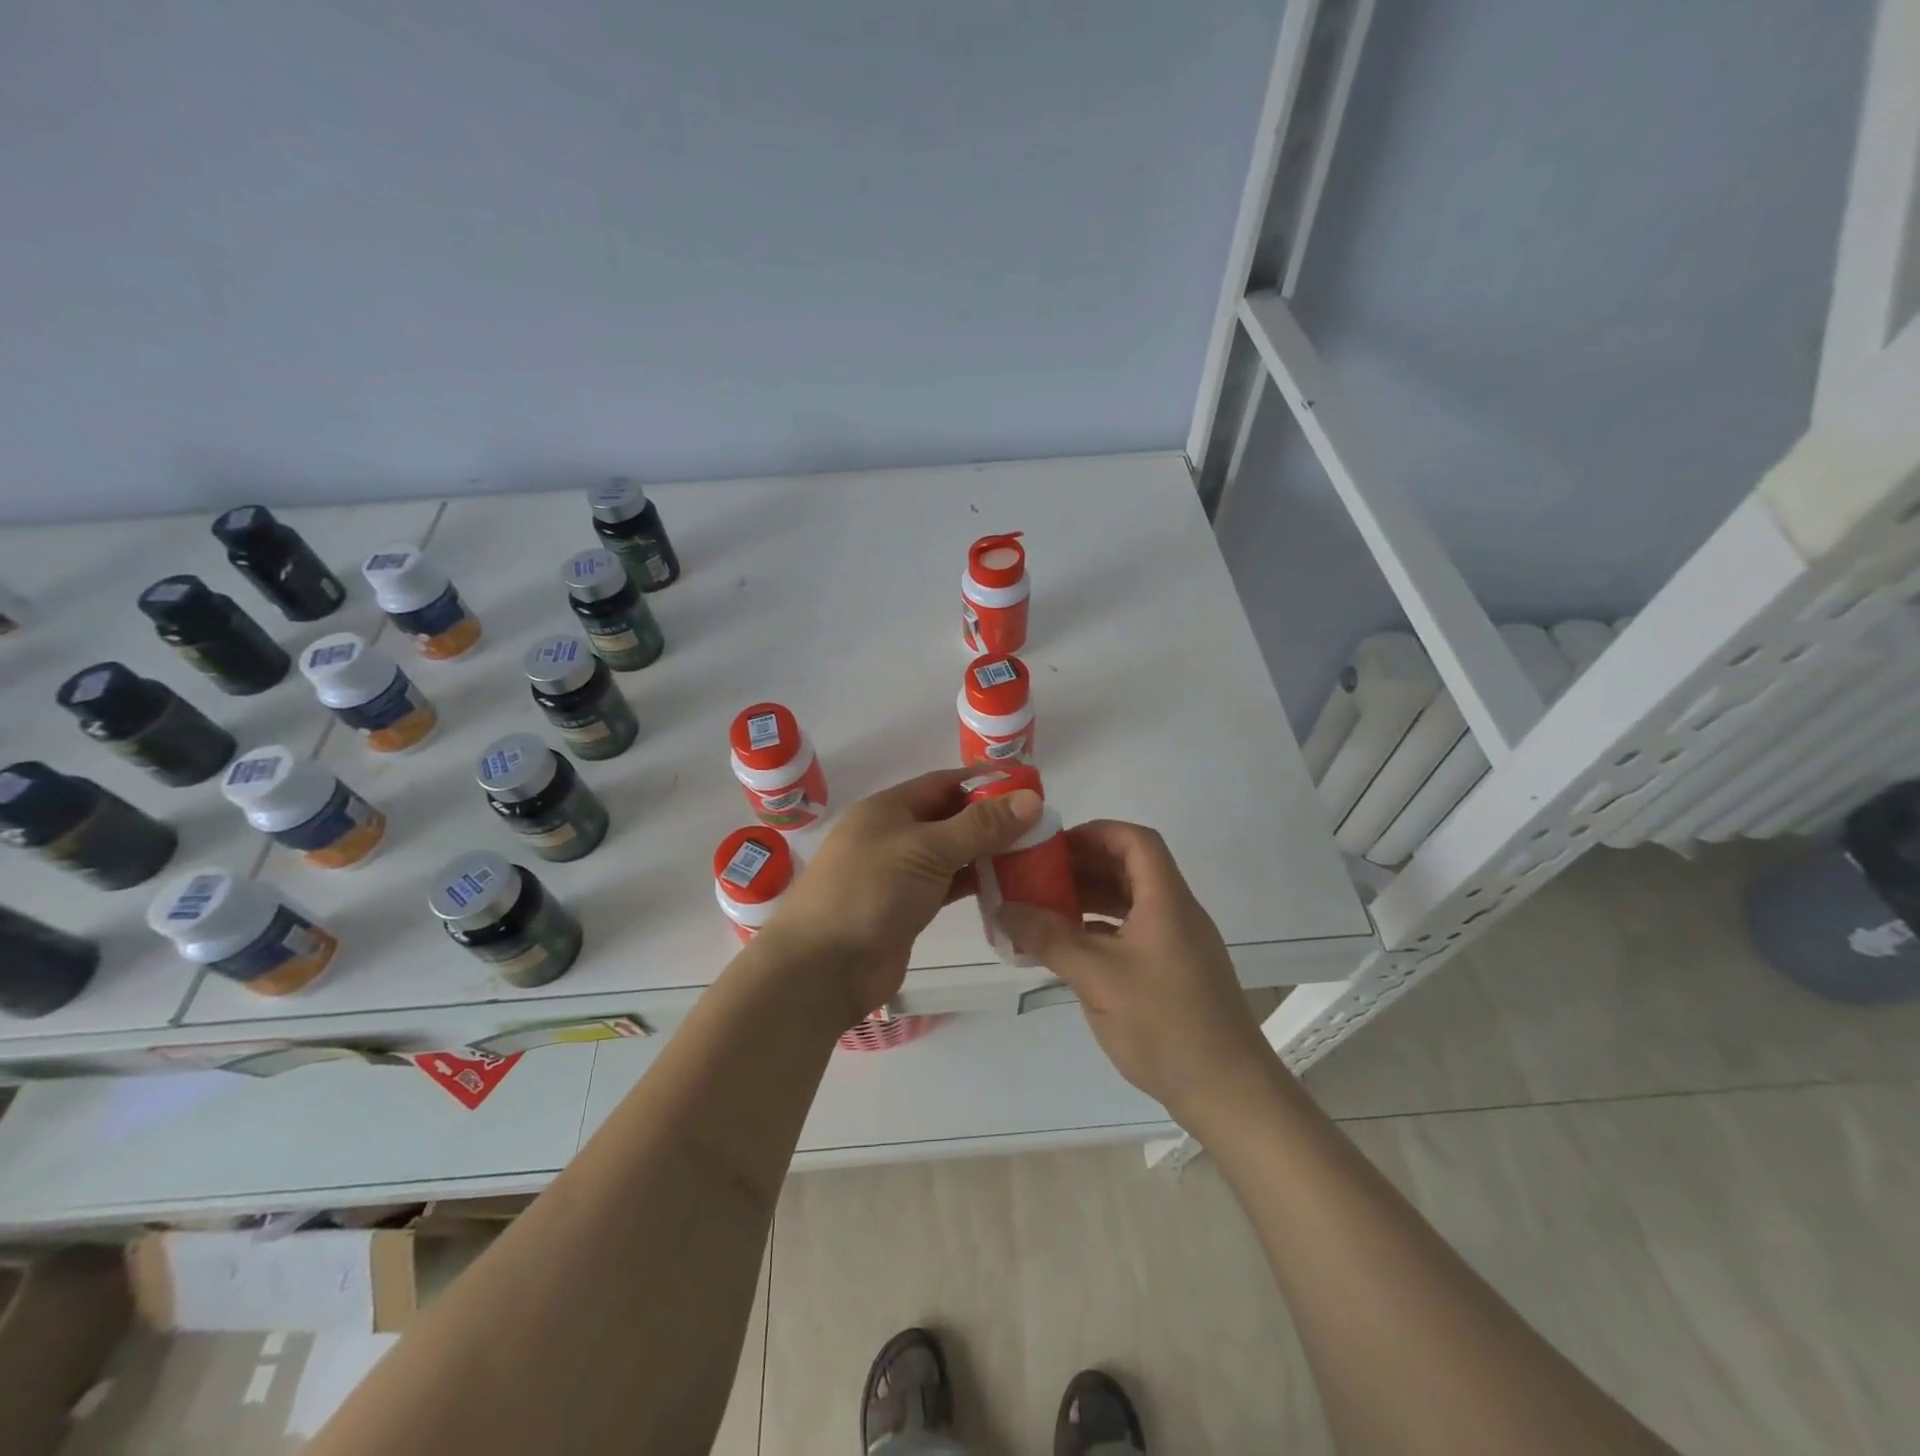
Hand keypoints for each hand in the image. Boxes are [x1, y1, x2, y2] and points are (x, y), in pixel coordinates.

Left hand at [763, 768, 1041, 1030]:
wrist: (823, 968)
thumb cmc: (870, 892)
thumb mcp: (926, 849)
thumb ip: (980, 826)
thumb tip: (1032, 798)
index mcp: (888, 808)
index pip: (944, 783)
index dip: (984, 782)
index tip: (1028, 787)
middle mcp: (894, 835)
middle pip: (950, 818)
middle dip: (992, 820)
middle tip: (1041, 825)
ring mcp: (900, 874)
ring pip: (952, 854)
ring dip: (987, 854)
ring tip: (1034, 854)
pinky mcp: (907, 908)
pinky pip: (949, 886)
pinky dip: (975, 884)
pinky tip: (1008, 886)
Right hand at [999, 821, 1276, 1125]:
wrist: (1228, 1092)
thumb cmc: (1164, 1024)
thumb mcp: (1098, 977)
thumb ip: (1049, 938)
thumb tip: (1003, 908)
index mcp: (1166, 900)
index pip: (1136, 841)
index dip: (1095, 833)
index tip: (1054, 845)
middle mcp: (1176, 913)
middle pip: (1131, 869)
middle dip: (1083, 866)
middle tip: (1038, 876)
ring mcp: (1178, 944)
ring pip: (1131, 903)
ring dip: (1090, 899)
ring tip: (1045, 909)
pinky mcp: (1175, 973)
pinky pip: (1134, 932)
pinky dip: (1101, 930)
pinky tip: (1071, 947)